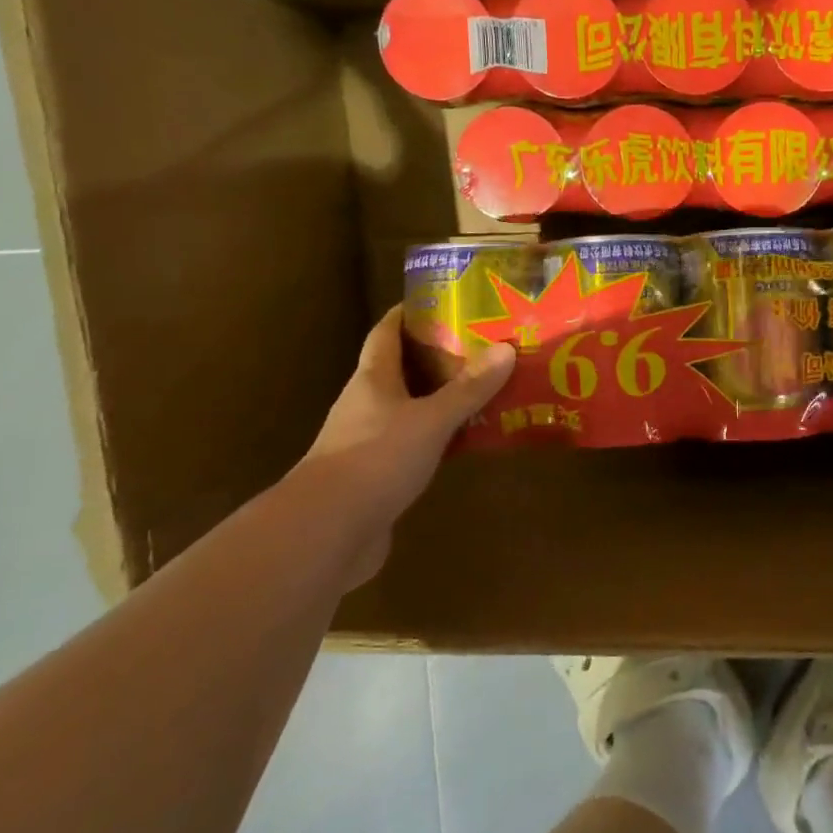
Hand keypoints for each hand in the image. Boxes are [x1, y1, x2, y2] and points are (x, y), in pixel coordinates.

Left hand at [293, 306, 514, 588]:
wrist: (327, 532)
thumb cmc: (376, 459)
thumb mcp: (432, 419)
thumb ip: (469, 388)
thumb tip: (505, 348)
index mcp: (372, 379)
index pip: (386, 333)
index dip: (408, 313)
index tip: (441, 300)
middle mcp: (366, 404)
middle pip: (400, 369)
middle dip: (436, 355)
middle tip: (480, 344)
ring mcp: (367, 442)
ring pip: (409, 408)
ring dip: (441, 398)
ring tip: (484, 387)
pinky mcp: (375, 477)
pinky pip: (413, 444)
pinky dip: (439, 437)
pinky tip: (467, 440)